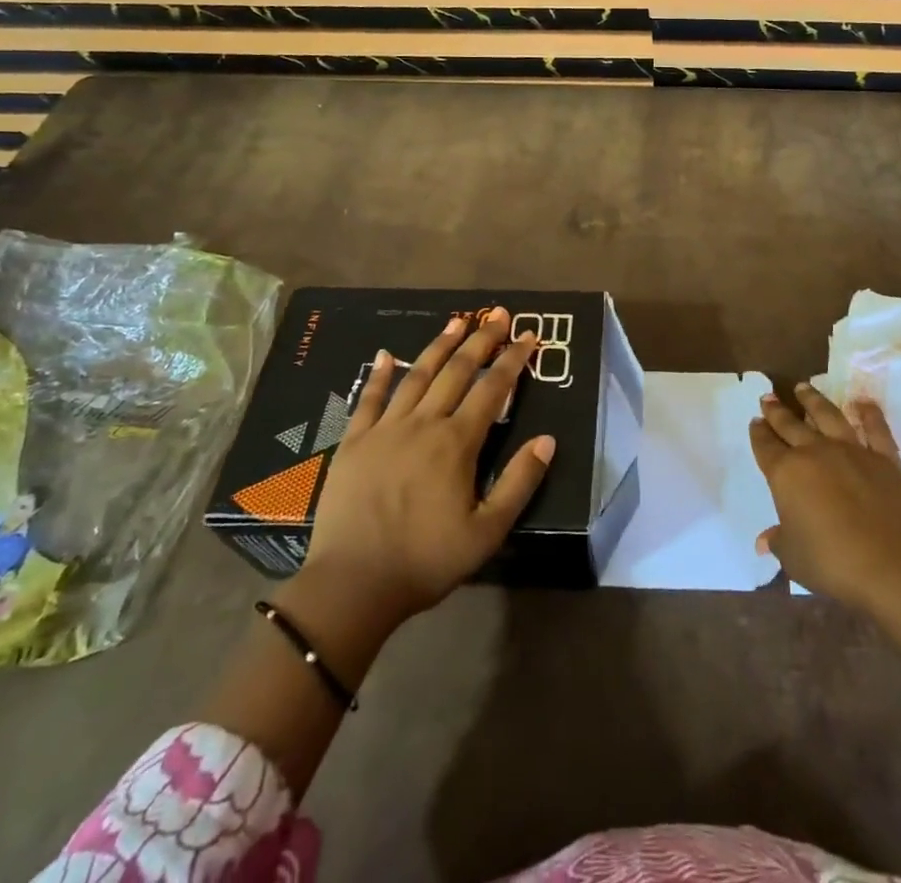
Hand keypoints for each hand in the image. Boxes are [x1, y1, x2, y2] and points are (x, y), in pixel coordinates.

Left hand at [297, 309, 556, 637]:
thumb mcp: (486, 532)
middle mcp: (424, 424)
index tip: (529, 335)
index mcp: (457, 443)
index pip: (493, 389)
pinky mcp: (355, 442)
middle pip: (457, 371)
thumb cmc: (425, 561)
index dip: (513, 360)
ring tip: (457, 321)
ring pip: (417, 376)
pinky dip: (381, 374)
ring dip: (439, 346)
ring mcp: (385, 429)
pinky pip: (369, 399)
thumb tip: (548, 440)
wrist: (352, 585)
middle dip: (481, 340)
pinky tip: (388, 354)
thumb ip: (519, 483)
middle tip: (498, 314)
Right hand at [749, 382, 900, 611]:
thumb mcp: (793, 557)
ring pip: (828, 416)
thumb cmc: (832, 563)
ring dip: (813, 400)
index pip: (766, 447)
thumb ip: (778, 541)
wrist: (892, 566)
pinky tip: (863, 403)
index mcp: (786, 474)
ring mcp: (852, 451)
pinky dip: (869, 414)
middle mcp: (815, 453)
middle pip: (791, 425)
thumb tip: (764, 539)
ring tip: (803, 387)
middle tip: (768, 398)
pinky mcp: (884, 458)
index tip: (755, 421)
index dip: (758, 434)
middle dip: (777, 411)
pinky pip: (875, 429)